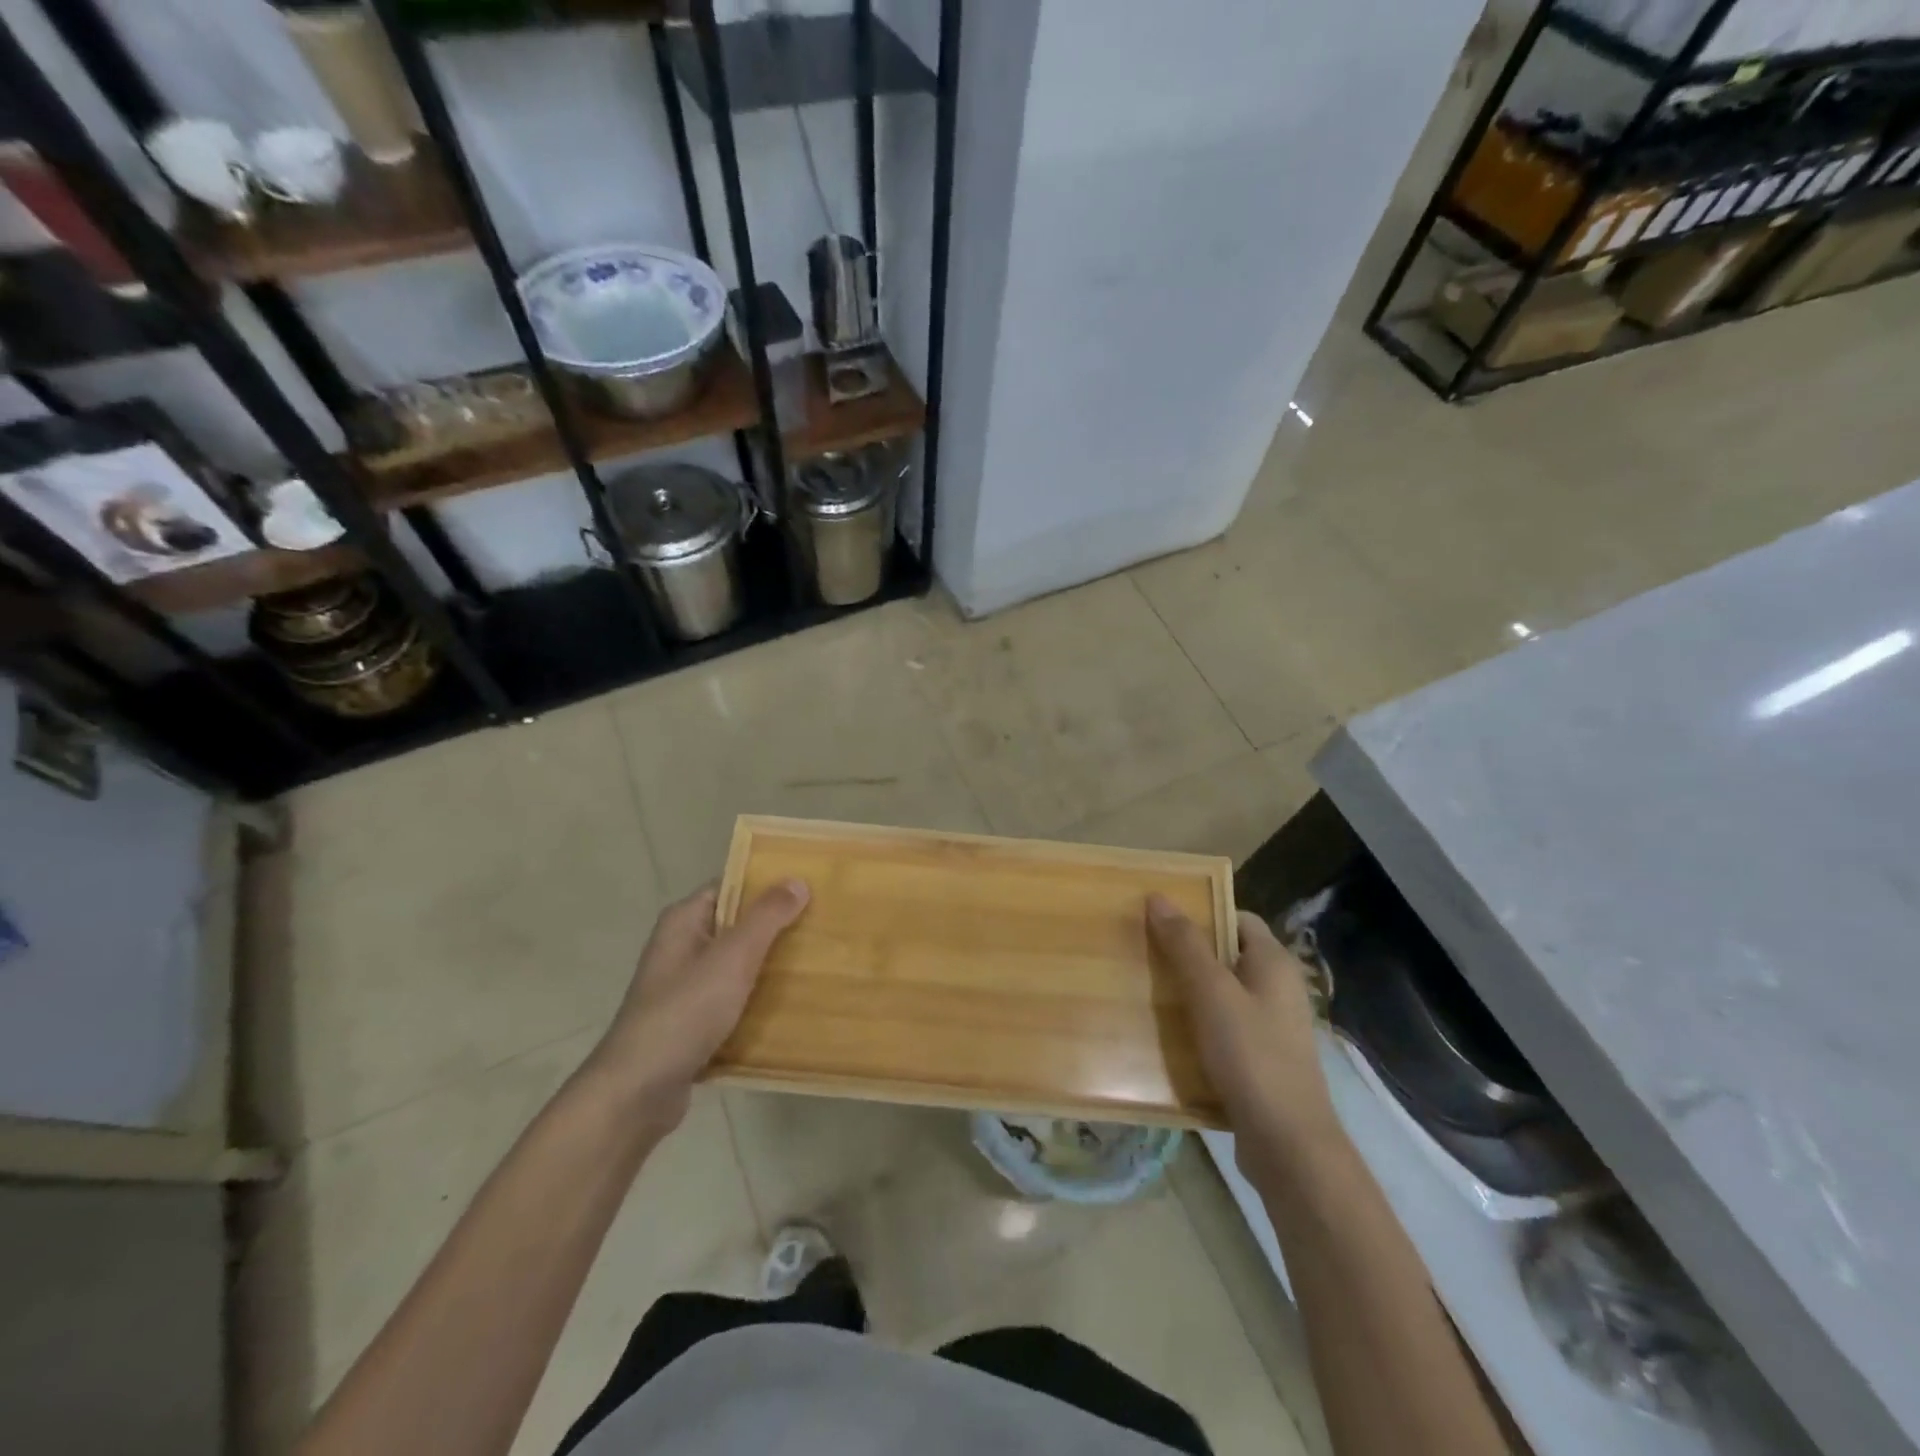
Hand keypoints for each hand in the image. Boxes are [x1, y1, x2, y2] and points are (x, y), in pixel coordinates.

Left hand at [584, 879, 809, 1129]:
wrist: (638, 1092)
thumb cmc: (684, 1012)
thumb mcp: (732, 958)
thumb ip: (766, 918)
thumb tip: (797, 880)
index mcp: (683, 922)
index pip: (731, 887)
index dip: (768, 884)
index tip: (809, 887)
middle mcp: (681, 948)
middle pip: (737, 926)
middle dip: (776, 927)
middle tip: (822, 924)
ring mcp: (685, 988)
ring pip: (738, 966)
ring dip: (770, 966)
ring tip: (817, 962)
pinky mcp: (692, 1023)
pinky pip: (733, 1000)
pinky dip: (758, 1000)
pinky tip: (792, 1005)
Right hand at [1147, 895, 1337, 1179]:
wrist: (1289, 1145)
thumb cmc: (1251, 1056)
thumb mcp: (1211, 993)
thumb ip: (1185, 945)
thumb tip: (1159, 897)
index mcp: (1274, 963)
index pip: (1237, 918)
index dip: (1201, 913)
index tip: (1160, 919)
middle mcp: (1278, 989)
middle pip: (1228, 955)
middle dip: (1188, 954)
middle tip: (1145, 952)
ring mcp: (1272, 1027)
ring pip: (1224, 995)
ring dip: (1189, 992)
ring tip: (1148, 990)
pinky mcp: (1262, 1060)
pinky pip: (1225, 1029)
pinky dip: (1199, 1026)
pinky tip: (1169, 1036)